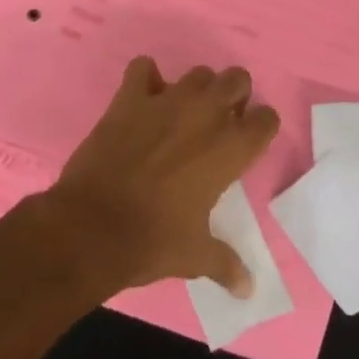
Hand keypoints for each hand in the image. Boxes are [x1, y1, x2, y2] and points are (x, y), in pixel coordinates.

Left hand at [43, 57, 278, 296]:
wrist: (91, 228)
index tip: (248, 142)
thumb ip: (226, 264)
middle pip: (237, 79)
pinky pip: (142, 68)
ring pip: (198, 72)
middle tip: (218, 122)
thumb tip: (249, 290)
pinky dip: (145, 79)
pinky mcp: (131, 98)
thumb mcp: (195, 256)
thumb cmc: (153, 241)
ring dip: (196, 89)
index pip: (267, 118)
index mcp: (230, 148)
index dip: (260, 128)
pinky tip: (142, 99)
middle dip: (234, 95)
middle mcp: (206, 115)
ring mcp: (167, 100)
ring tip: (182, 113)